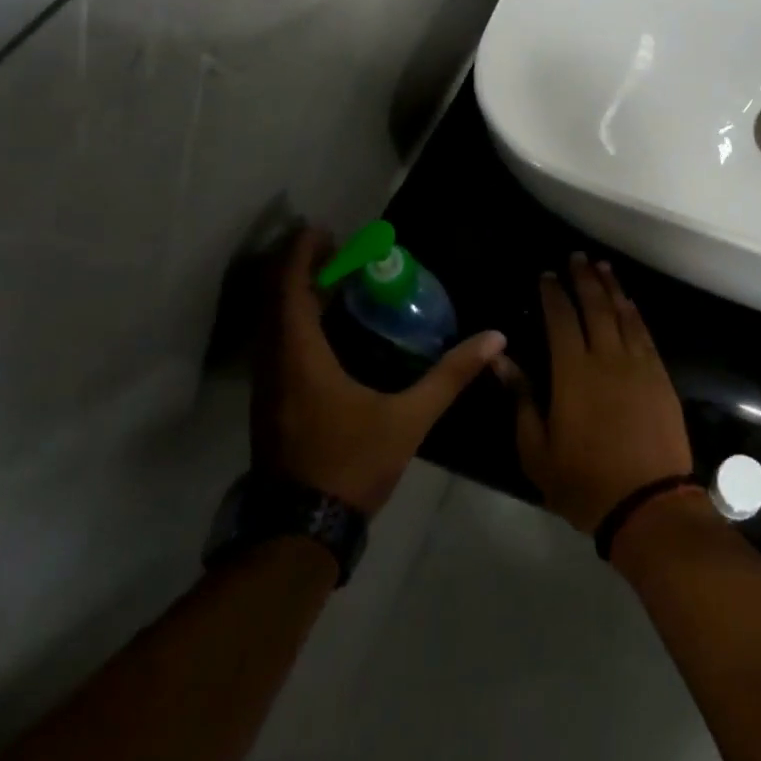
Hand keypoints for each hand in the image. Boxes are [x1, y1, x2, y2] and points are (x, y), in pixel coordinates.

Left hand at [250, 225, 505, 514]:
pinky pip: (275, 345)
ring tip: (333, 282)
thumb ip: (450, 376)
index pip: (289, 289)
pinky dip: (294, 322)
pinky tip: (326, 331)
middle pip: (275, 300)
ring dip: (295, 296)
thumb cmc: (351, 465)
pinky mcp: (269, 404)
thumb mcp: (408, 419)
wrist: (300, 531)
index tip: (323, 230)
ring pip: (272, 325)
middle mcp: (275, 364)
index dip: (300, 254)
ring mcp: (266, 387)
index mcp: (301, 358)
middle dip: (300, 269)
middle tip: (336, 251)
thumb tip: (493, 338)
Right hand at [498, 254, 693, 533]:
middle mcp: (607, 358)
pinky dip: (634, 313)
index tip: (547, 274)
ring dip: (611, 287)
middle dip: (584, 278)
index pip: (561, 319)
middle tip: (577, 257)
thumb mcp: (537, 450)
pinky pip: (644, 333)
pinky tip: (628, 303)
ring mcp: (638, 364)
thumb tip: (502, 359)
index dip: (553, 293)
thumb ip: (521, 399)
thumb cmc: (584, 482)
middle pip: (595, 306)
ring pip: (623, 314)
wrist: (648, 504)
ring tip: (602, 266)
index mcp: (573, 373)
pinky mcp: (660, 376)